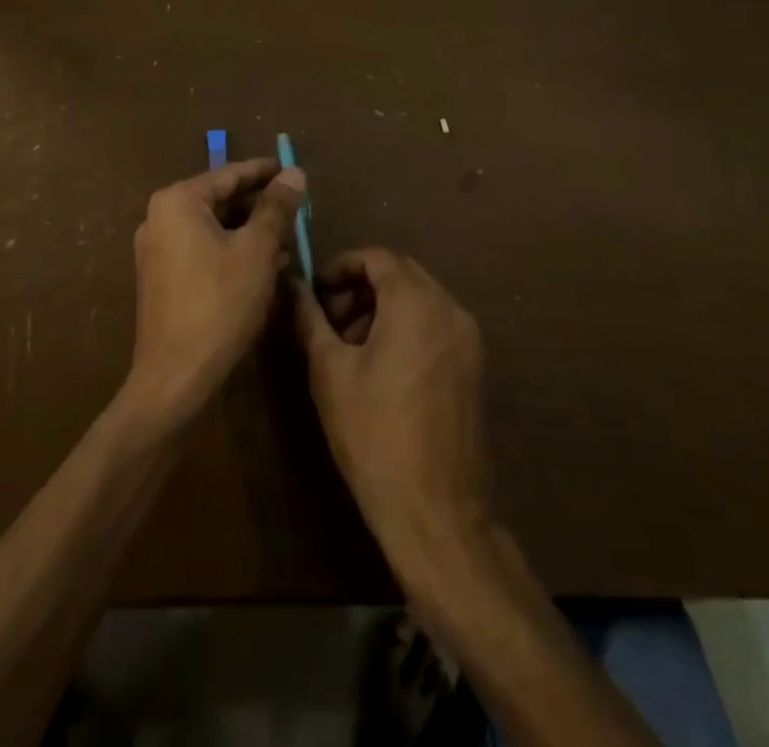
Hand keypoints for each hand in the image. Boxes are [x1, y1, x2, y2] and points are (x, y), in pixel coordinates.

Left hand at [125, 159, 305, 425]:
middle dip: (260, 207)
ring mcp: (156, 250)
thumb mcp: (257, 250)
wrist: (175, 377)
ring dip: (249, 232)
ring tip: (287, 241)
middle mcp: (159, 218)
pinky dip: (231, 252)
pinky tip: (262, 267)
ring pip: (214, 228)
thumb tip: (294, 173)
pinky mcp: (161, 278)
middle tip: (297, 211)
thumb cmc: (219, 303)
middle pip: (220, 201)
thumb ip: (276, 207)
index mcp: (177, 202)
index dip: (265, 172)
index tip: (294, 171)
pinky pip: (202, 251)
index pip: (229, 175)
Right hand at [292, 249, 495, 570]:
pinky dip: (406, 327)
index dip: (341, 267)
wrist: (436, 511)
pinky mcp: (474, 366)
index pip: (377, 257)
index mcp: (416, 303)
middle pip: (400, 274)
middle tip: (329, 320)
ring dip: (382, 308)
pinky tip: (381, 368)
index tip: (315, 293)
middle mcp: (450, 309)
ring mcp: (468, 338)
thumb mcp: (329, 371)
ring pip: (419, 299)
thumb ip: (310, 318)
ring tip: (350, 348)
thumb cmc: (374, 435)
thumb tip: (293, 286)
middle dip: (360, 288)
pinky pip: (436, 325)